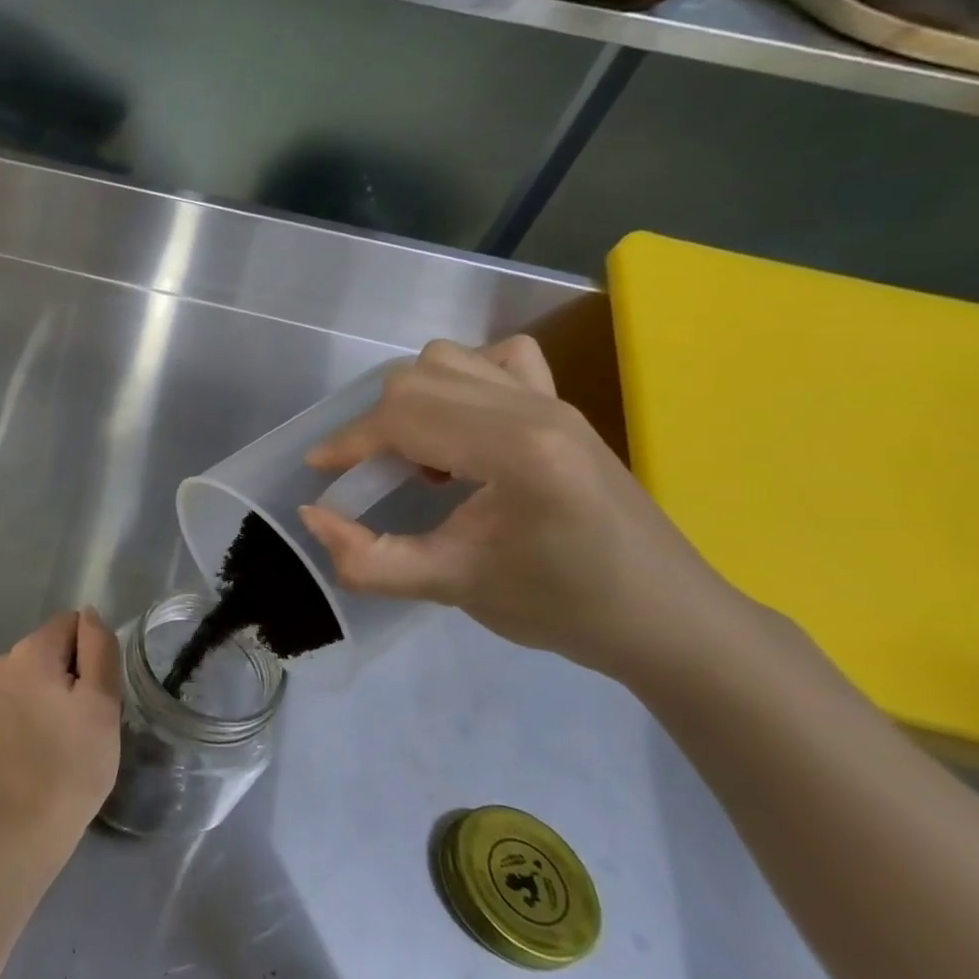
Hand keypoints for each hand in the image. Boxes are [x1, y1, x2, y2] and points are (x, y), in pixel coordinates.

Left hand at [0, 608, 122, 863]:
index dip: (92, 655)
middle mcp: (2, 662)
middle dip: (72, 674)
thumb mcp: (102, 702)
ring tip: (66, 736)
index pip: (71, 624)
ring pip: (35, 675)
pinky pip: (18, 698)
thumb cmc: (74, 762)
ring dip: (54, 693)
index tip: (97, 694)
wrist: (26, 826)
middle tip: (86, 720)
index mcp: (29, 651)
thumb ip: (99, 648)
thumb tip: (89, 614)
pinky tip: (44, 746)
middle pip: (51, 648)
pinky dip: (34, 711)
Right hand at [298, 337, 749, 687]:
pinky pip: (497, 360)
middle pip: (418, 378)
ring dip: (413, 401)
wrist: (667, 618)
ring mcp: (553, 399)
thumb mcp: (453, 588)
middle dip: (375, 425)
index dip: (349, 441)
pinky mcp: (563, 405)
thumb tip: (312, 516)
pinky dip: (460, 381)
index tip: (321, 472)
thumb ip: (370, 559)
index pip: (405, 415)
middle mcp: (534, 407)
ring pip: (448, 360)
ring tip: (421, 456)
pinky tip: (462, 428)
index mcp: (516, 449)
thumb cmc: (563, 607)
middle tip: (371, 476)